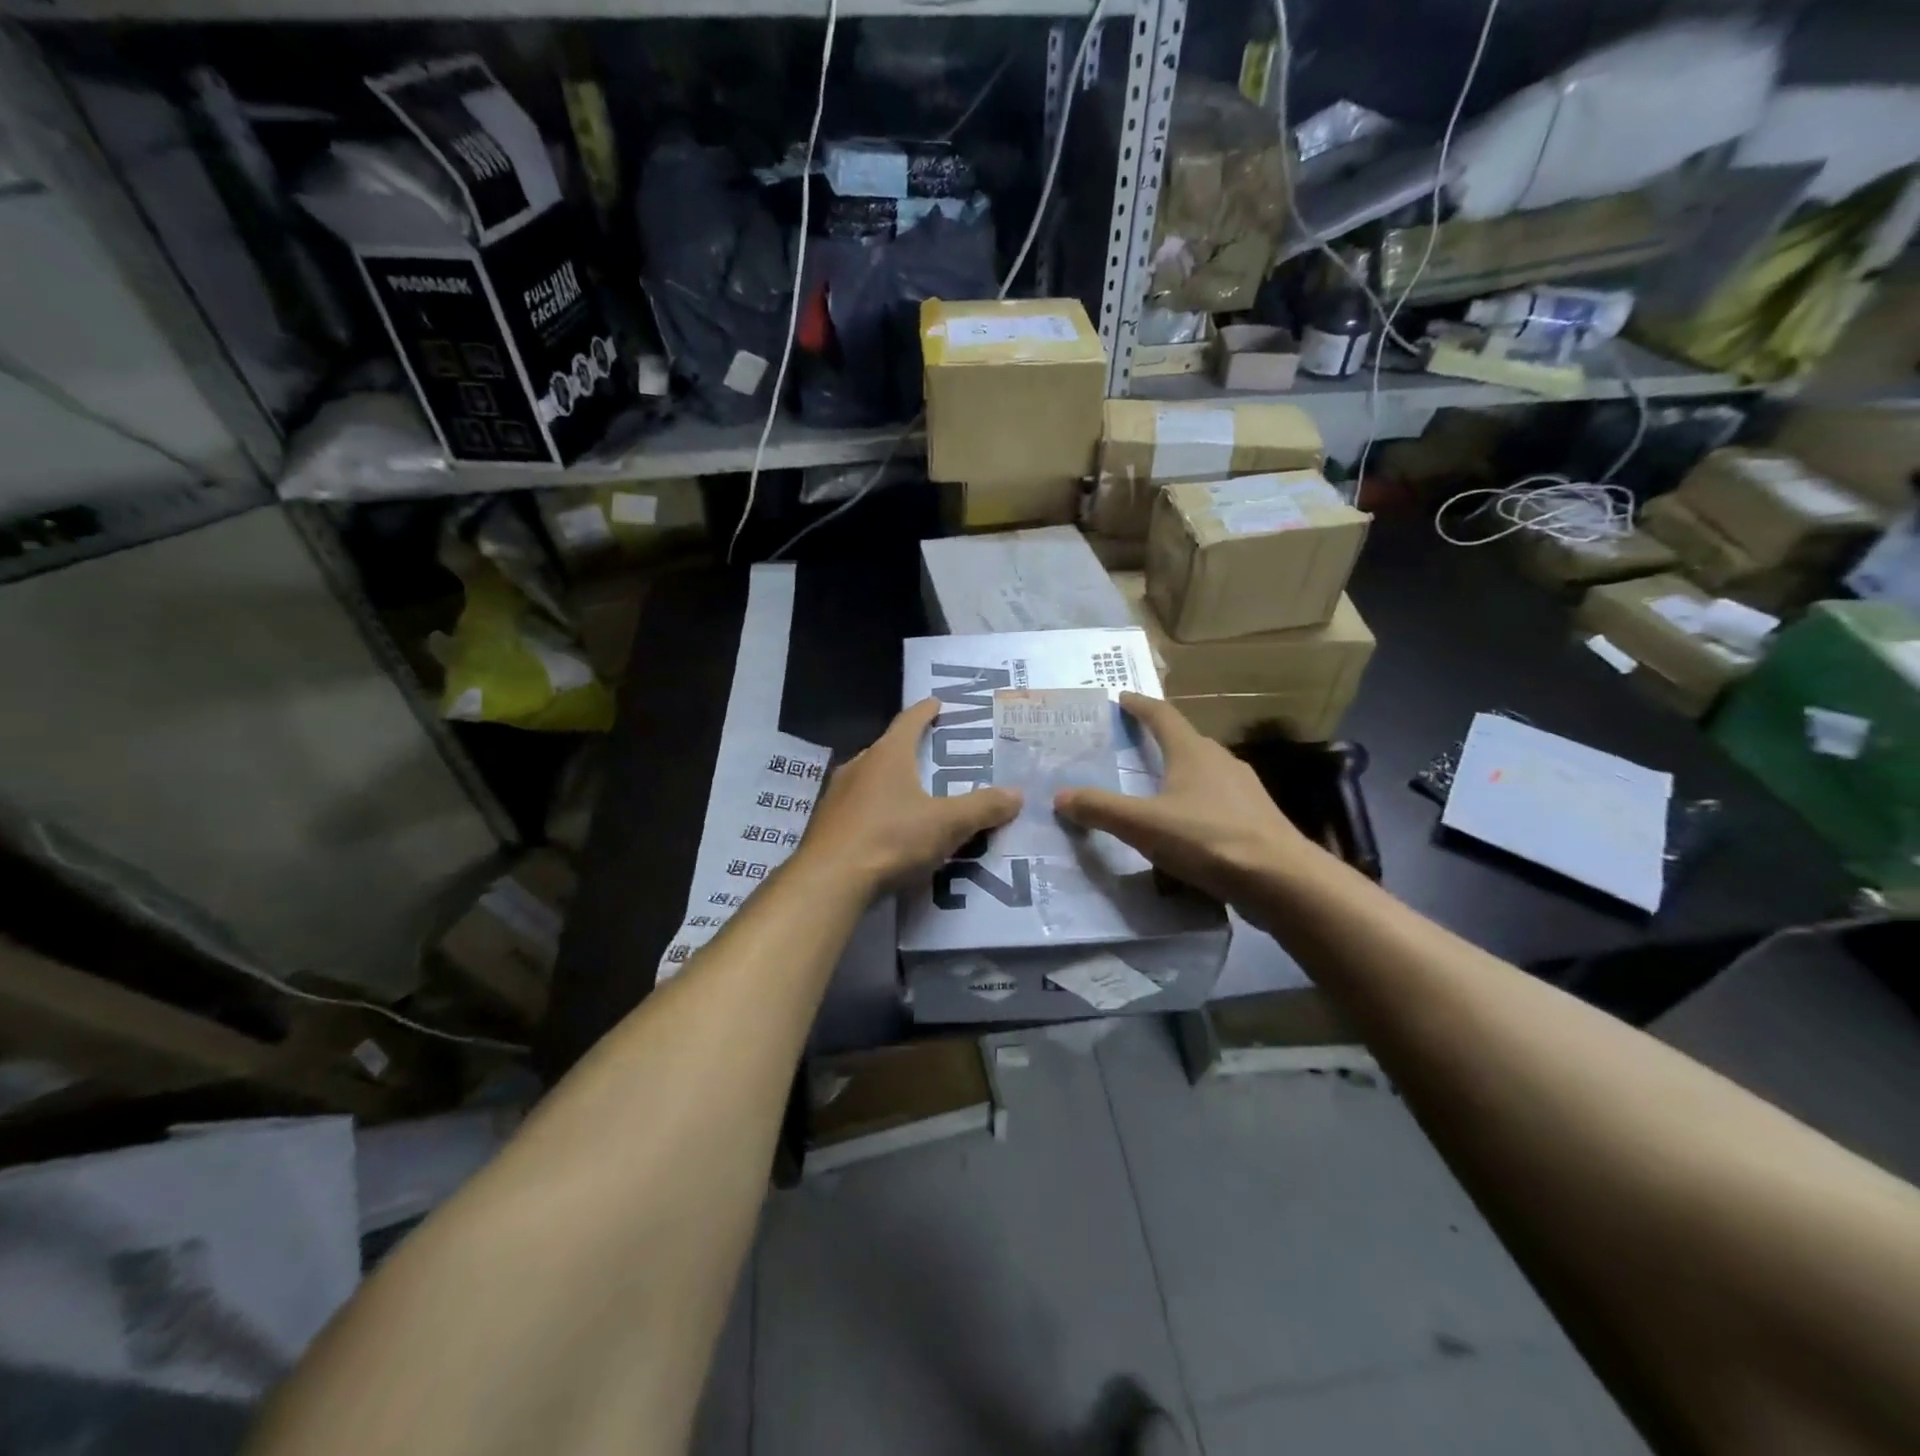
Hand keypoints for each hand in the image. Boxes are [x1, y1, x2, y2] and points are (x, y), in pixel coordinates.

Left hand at [799, 698, 1021, 892]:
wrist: (829, 882)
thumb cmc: (891, 839)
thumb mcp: (947, 824)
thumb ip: (982, 808)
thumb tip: (1017, 794)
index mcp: (887, 756)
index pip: (909, 721)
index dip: (926, 711)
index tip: (937, 703)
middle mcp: (858, 766)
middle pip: (888, 749)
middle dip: (911, 750)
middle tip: (935, 756)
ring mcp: (837, 795)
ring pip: (871, 780)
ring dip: (892, 783)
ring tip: (915, 795)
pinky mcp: (826, 825)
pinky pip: (859, 808)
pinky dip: (877, 811)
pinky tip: (889, 830)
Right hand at [1054, 692, 1319, 906]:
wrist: (1281, 880)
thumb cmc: (1208, 839)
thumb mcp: (1143, 825)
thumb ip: (1100, 809)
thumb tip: (1060, 796)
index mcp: (1192, 752)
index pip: (1162, 715)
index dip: (1139, 705)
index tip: (1120, 697)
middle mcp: (1220, 761)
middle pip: (1184, 742)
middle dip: (1158, 741)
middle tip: (1130, 747)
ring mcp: (1244, 790)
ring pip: (1203, 774)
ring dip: (1178, 776)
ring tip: (1154, 792)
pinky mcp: (1256, 819)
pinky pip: (1216, 803)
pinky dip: (1195, 806)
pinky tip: (1185, 831)